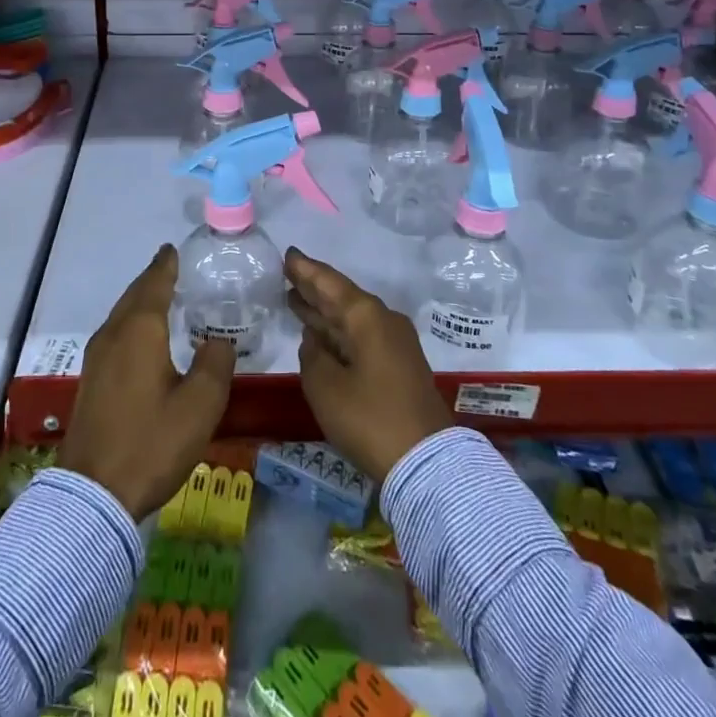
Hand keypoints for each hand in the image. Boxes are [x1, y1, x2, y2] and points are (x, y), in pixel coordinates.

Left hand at [58, 245, 235, 519]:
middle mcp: (114, 334)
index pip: (155, 283)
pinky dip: (132, 324)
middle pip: (134, 295)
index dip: (166, 265)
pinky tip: (143, 340)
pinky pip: (115, 335)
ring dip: (140, 302)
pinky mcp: (91, 380)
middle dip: (152, 279)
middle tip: (172, 268)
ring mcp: (97, 357)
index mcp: (140, 330)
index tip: (173, 249)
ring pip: (121, 315)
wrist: (94, 495)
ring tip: (162, 299)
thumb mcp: (200, 405)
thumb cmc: (152, 442)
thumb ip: (216, 363)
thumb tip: (219, 340)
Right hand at [286, 248, 453, 483]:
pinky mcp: (399, 366)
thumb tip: (314, 342)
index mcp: (366, 316)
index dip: (306, 270)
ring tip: (296, 300)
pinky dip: (338, 333)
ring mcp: (395, 344)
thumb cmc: (370, 418)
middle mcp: (383, 320)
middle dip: (314, 289)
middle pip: (342, 298)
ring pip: (352, 319)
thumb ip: (312, 357)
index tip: (289, 254)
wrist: (427, 462)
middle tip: (289, 275)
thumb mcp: (326, 387)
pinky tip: (320, 336)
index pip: (330, 283)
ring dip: (325, 312)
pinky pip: (361, 337)